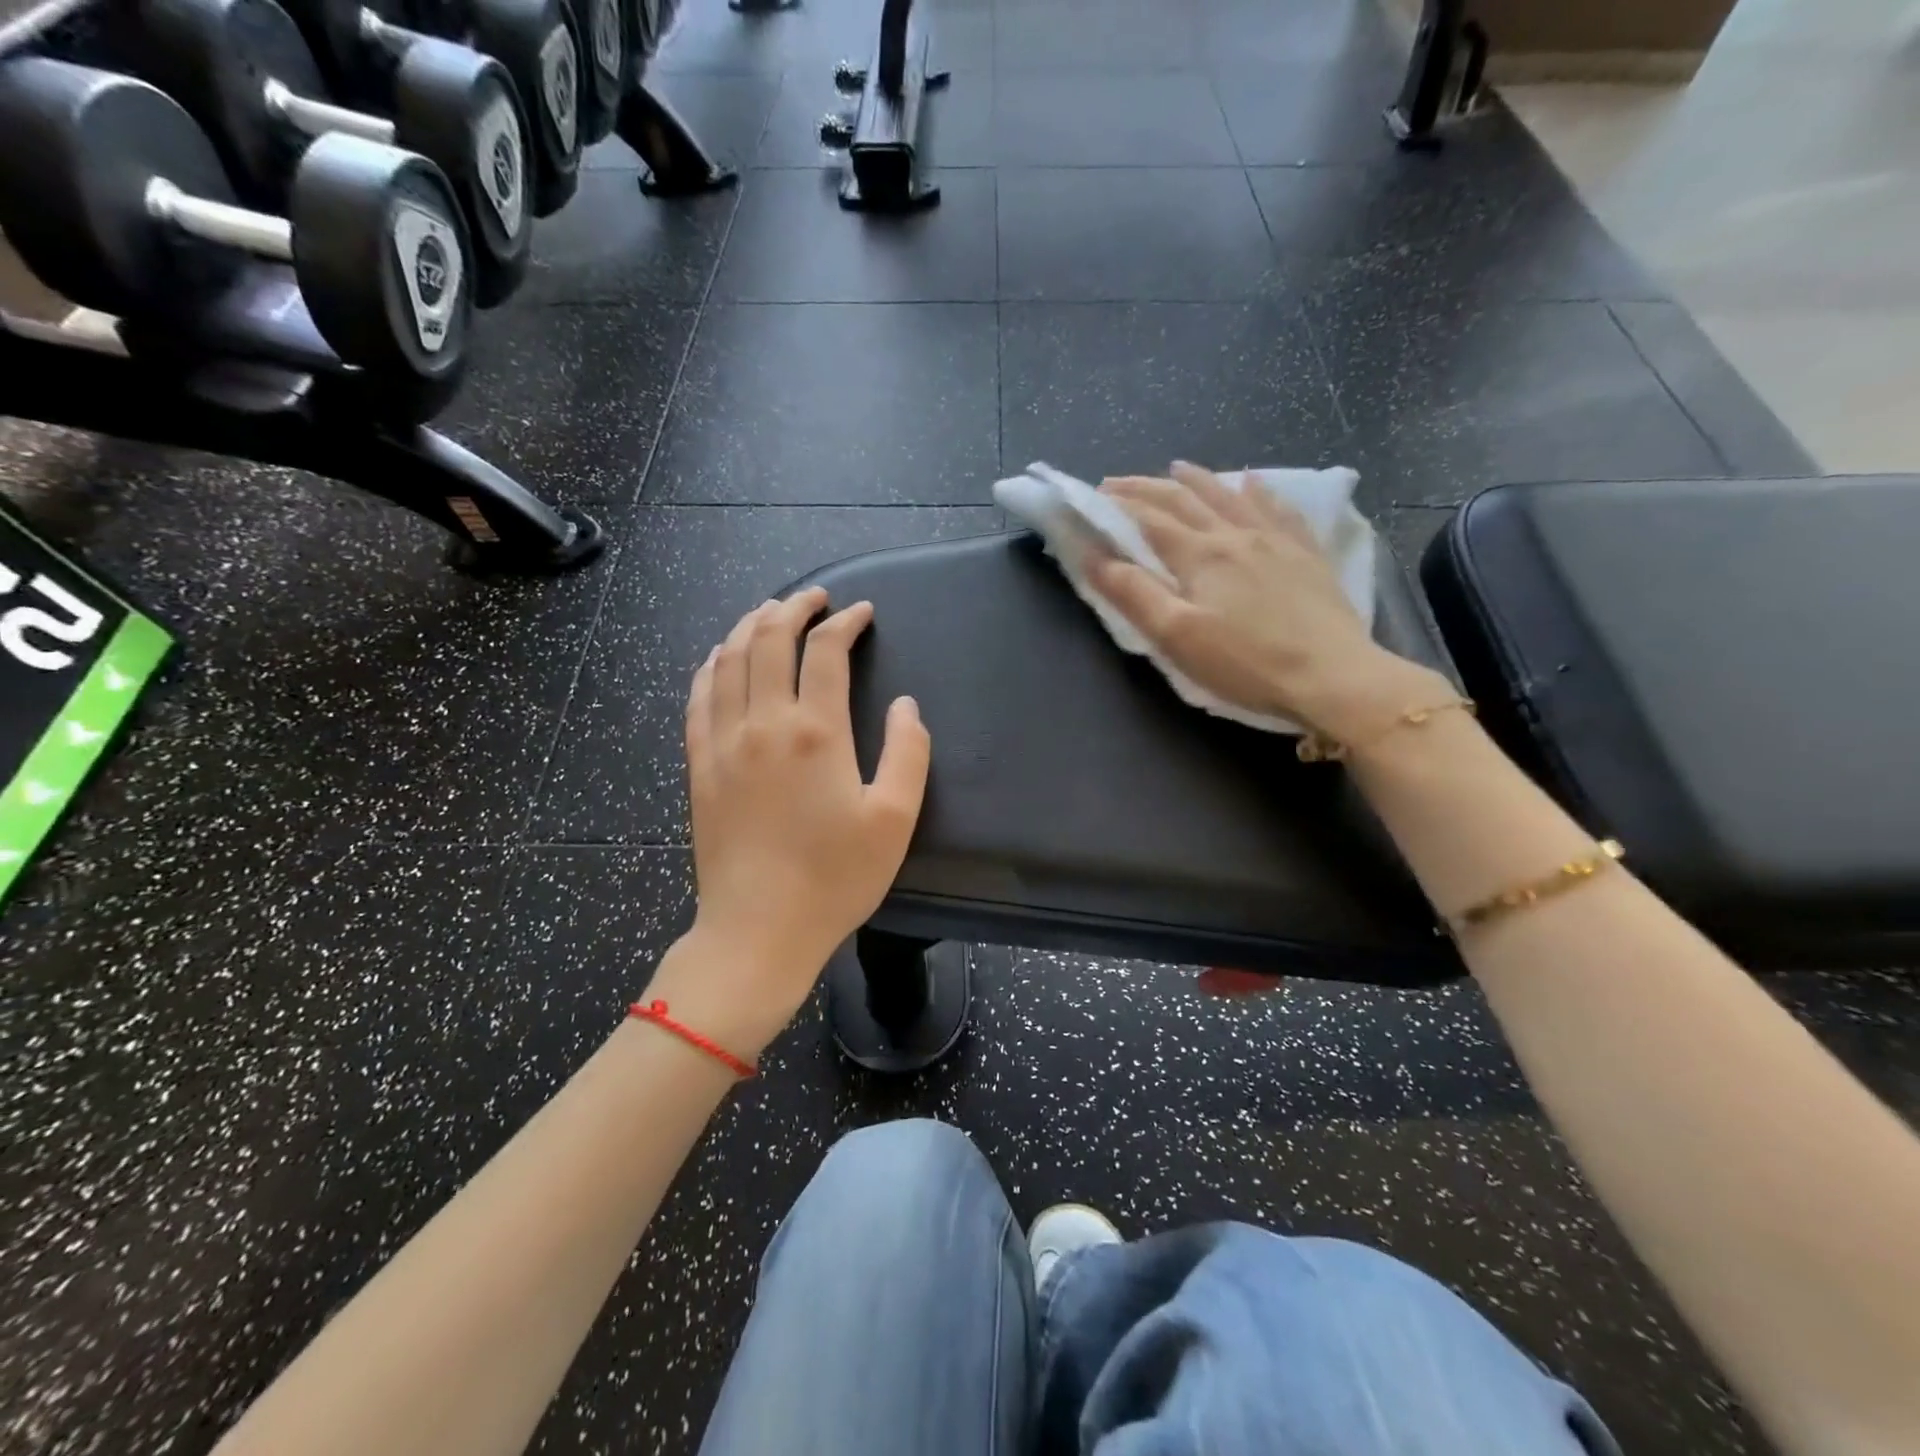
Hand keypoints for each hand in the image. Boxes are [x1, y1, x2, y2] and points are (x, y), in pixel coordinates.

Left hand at [656, 588, 930, 1056]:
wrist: (759, 930)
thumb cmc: (835, 878)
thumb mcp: (894, 819)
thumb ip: (908, 754)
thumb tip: (906, 706)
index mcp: (816, 732)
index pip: (825, 652)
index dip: (844, 622)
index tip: (861, 613)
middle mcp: (763, 723)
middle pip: (769, 641)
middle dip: (793, 608)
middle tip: (814, 598)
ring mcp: (723, 742)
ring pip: (727, 660)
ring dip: (749, 626)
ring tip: (769, 612)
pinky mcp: (699, 765)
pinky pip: (698, 697)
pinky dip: (710, 665)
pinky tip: (719, 658)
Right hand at [1091, 462, 1450, 742]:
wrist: (1332, 676)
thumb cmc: (1245, 663)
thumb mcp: (1177, 635)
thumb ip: (1133, 593)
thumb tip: (1092, 556)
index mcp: (1200, 555)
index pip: (1149, 519)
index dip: (1117, 505)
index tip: (1092, 496)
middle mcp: (1235, 535)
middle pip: (1184, 500)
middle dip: (1146, 488)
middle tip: (1118, 482)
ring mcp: (1275, 540)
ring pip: (1229, 497)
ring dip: (1198, 480)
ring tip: (1177, 467)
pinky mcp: (1305, 554)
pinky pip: (1279, 509)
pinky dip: (1259, 491)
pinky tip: (1254, 482)